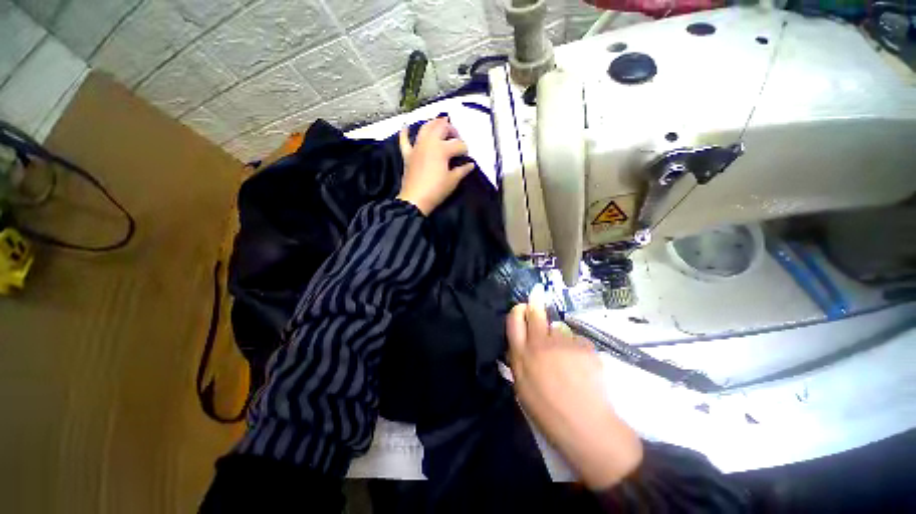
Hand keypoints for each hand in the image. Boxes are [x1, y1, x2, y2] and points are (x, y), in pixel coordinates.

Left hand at [396, 118, 474, 215]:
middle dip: (451, 129)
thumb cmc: (436, 190)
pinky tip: (406, 125)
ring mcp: (417, 147)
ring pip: (425, 128)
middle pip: (442, 128)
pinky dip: (405, 132)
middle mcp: (429, 143)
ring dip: (433, 123)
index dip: (465, 150)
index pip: (458, 144)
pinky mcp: (408, 154)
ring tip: (440, 123)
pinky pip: (404, 140)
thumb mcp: (452, 181)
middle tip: (456, 136)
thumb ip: (462, 170)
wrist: (415, 200)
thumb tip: (471, 165)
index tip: (467, 157)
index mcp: (442, 149)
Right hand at [506, 286, 642, 490]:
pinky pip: (577, 340)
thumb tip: (520, 342)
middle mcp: (540, 343)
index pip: (513, 320)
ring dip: (559, 336)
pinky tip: (582, 367)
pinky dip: (577, 349)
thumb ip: (518, 359)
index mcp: (521, 355)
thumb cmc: (548, 412)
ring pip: (558, 327)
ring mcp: (563, 343)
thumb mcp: (522, 387)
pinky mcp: (584, 346)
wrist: (586, 427)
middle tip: (537, 297)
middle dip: (535, 304)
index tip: (522, 308)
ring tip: (566, 357)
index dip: (517, 310)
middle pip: (535, 313)